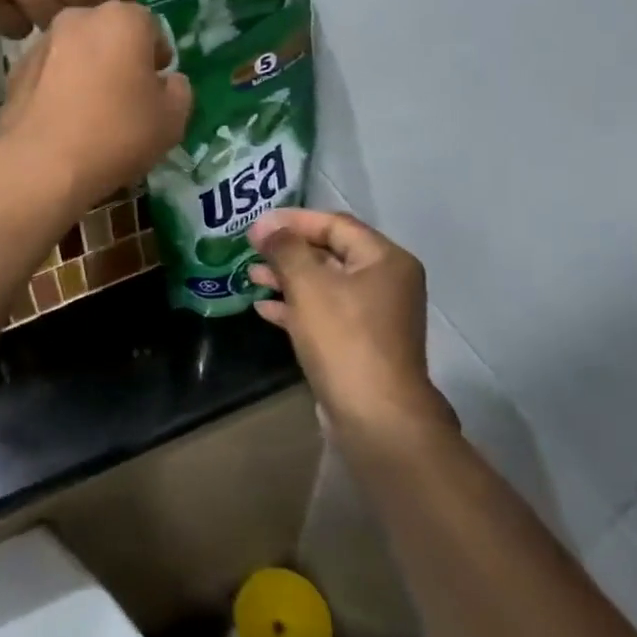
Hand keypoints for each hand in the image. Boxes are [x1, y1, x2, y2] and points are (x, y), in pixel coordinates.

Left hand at [0, 2, 191, 206]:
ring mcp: (41, 43)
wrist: (41, 164)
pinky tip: (64, 122)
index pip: (151, 27)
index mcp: (122, 18)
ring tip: (92, 114)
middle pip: (110, 34)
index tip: (157, 88)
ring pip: (77, 53)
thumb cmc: (116, 134)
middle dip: (120, 59)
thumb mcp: (172, 119)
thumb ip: (179, 91)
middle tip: (126, 99)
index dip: (158, 58)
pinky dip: (60, 89)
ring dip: (88, 72)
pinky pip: (50, 75)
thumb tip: (167, 82)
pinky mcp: (16, 71)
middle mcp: (78, 18)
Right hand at [248, 210, 457, 438]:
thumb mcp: (309, 285)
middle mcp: (386, 282)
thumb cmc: (344, 339)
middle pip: (330, 253)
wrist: (375, 416)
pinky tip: (264, 309)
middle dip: (288, 251)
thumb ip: (285, 249)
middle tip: (250, 249)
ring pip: (325, 285)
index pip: (335, 224)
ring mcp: (374, 316)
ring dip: (287, 279)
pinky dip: (296, 308)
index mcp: (385, 260)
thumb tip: (265, 226)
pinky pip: (325, 313)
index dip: (293, 220)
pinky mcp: (360, 343)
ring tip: (251, 276)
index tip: (256, 225)